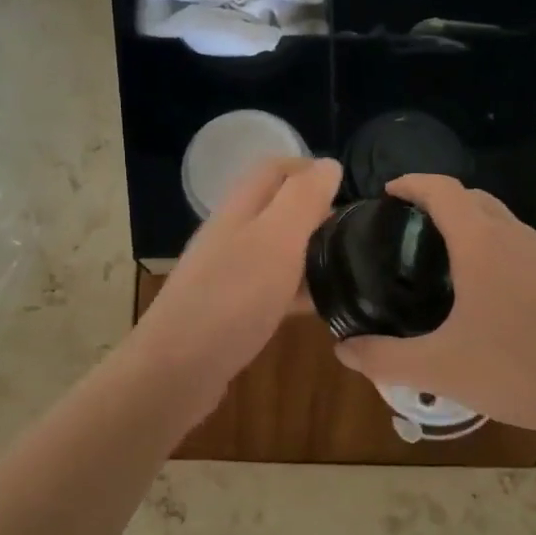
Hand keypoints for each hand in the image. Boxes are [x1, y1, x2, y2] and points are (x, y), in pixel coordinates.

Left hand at [130, 157, 341, 404]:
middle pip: (277, 209)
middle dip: (316, 213)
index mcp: (239, 209)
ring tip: (351, 268)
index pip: (274, 169)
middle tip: (358, 233)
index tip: (350, 189)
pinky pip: (272, 288)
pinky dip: (299, 290)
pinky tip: (323, 306)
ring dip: (310, 252)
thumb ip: (302, 199)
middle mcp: (231, 235)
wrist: (177, 369)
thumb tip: (329, 165)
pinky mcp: (232, 311)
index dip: (311, 169)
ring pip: (277, 250)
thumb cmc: (231, 298)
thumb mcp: (275, 239)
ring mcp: (229, 274)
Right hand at [333, 175, 535, 437]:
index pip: (443, 190)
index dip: (413, 183)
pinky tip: (477, 289)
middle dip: (437, 200)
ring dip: (466, 222)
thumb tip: (342, 350)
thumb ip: (384, 358)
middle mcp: (513, 237)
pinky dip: (488, 245)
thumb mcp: (439, 368)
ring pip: (498, 220)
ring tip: (436, 255)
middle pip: (472, 198)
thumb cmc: (517, 368)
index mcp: (481, 243)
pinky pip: (515, 244)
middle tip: (405, 227)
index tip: (388, 193)